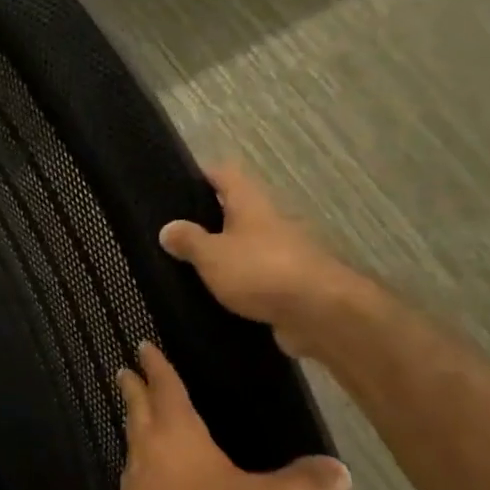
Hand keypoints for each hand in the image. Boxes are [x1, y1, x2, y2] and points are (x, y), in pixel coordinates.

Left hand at [113, 343, 350, 489]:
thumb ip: (303, 484)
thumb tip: (343, 470)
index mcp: (177, 431)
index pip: (165, 387)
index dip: (156, 365)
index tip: (142, 345)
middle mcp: (149, 445)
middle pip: (138, 406)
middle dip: (134, 386)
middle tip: (125, 370)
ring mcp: (135, 474)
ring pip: (133, 435)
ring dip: (135, 419)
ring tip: (140, 414)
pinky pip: (136, 465)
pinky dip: (143, 454)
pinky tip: (154, 469)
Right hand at [159, 163, 364, 357]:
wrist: (321, 314)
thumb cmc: (261, 271)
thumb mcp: (212, 255)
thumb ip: (188, 241)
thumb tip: (168, 228)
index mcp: (250, 204)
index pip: (225, 174)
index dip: (201, 175)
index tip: (175, 186)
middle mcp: (269, 222)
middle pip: (236, 211)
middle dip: (207, 221)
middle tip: (173, 234)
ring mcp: (283, 254)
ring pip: (245, 246)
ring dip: (223, 255)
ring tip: (186, 268)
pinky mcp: (289, 285)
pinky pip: (256, 278)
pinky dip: (238, 284)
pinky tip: (214, 297)